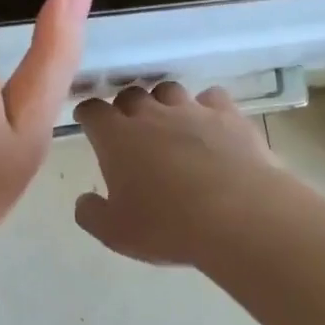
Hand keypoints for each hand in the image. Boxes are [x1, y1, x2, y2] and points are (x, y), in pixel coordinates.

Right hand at [74, 82, 280, 266]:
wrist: (239, 216)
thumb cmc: (168, 226)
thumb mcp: (115, 233)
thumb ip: (91, 214)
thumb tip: (85, 200)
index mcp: (116, 138)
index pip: (93, 111)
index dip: (88, 115)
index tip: (87, 122)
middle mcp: (151, 114)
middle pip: (130, 95)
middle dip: (124, 108)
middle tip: (128, 128)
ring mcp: (192, 110)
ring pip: (169, 90)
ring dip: (162, 103)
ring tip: (167, 123)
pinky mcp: (228, 115)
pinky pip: (211, 98)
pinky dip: (205, 107)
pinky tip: (210, 124)